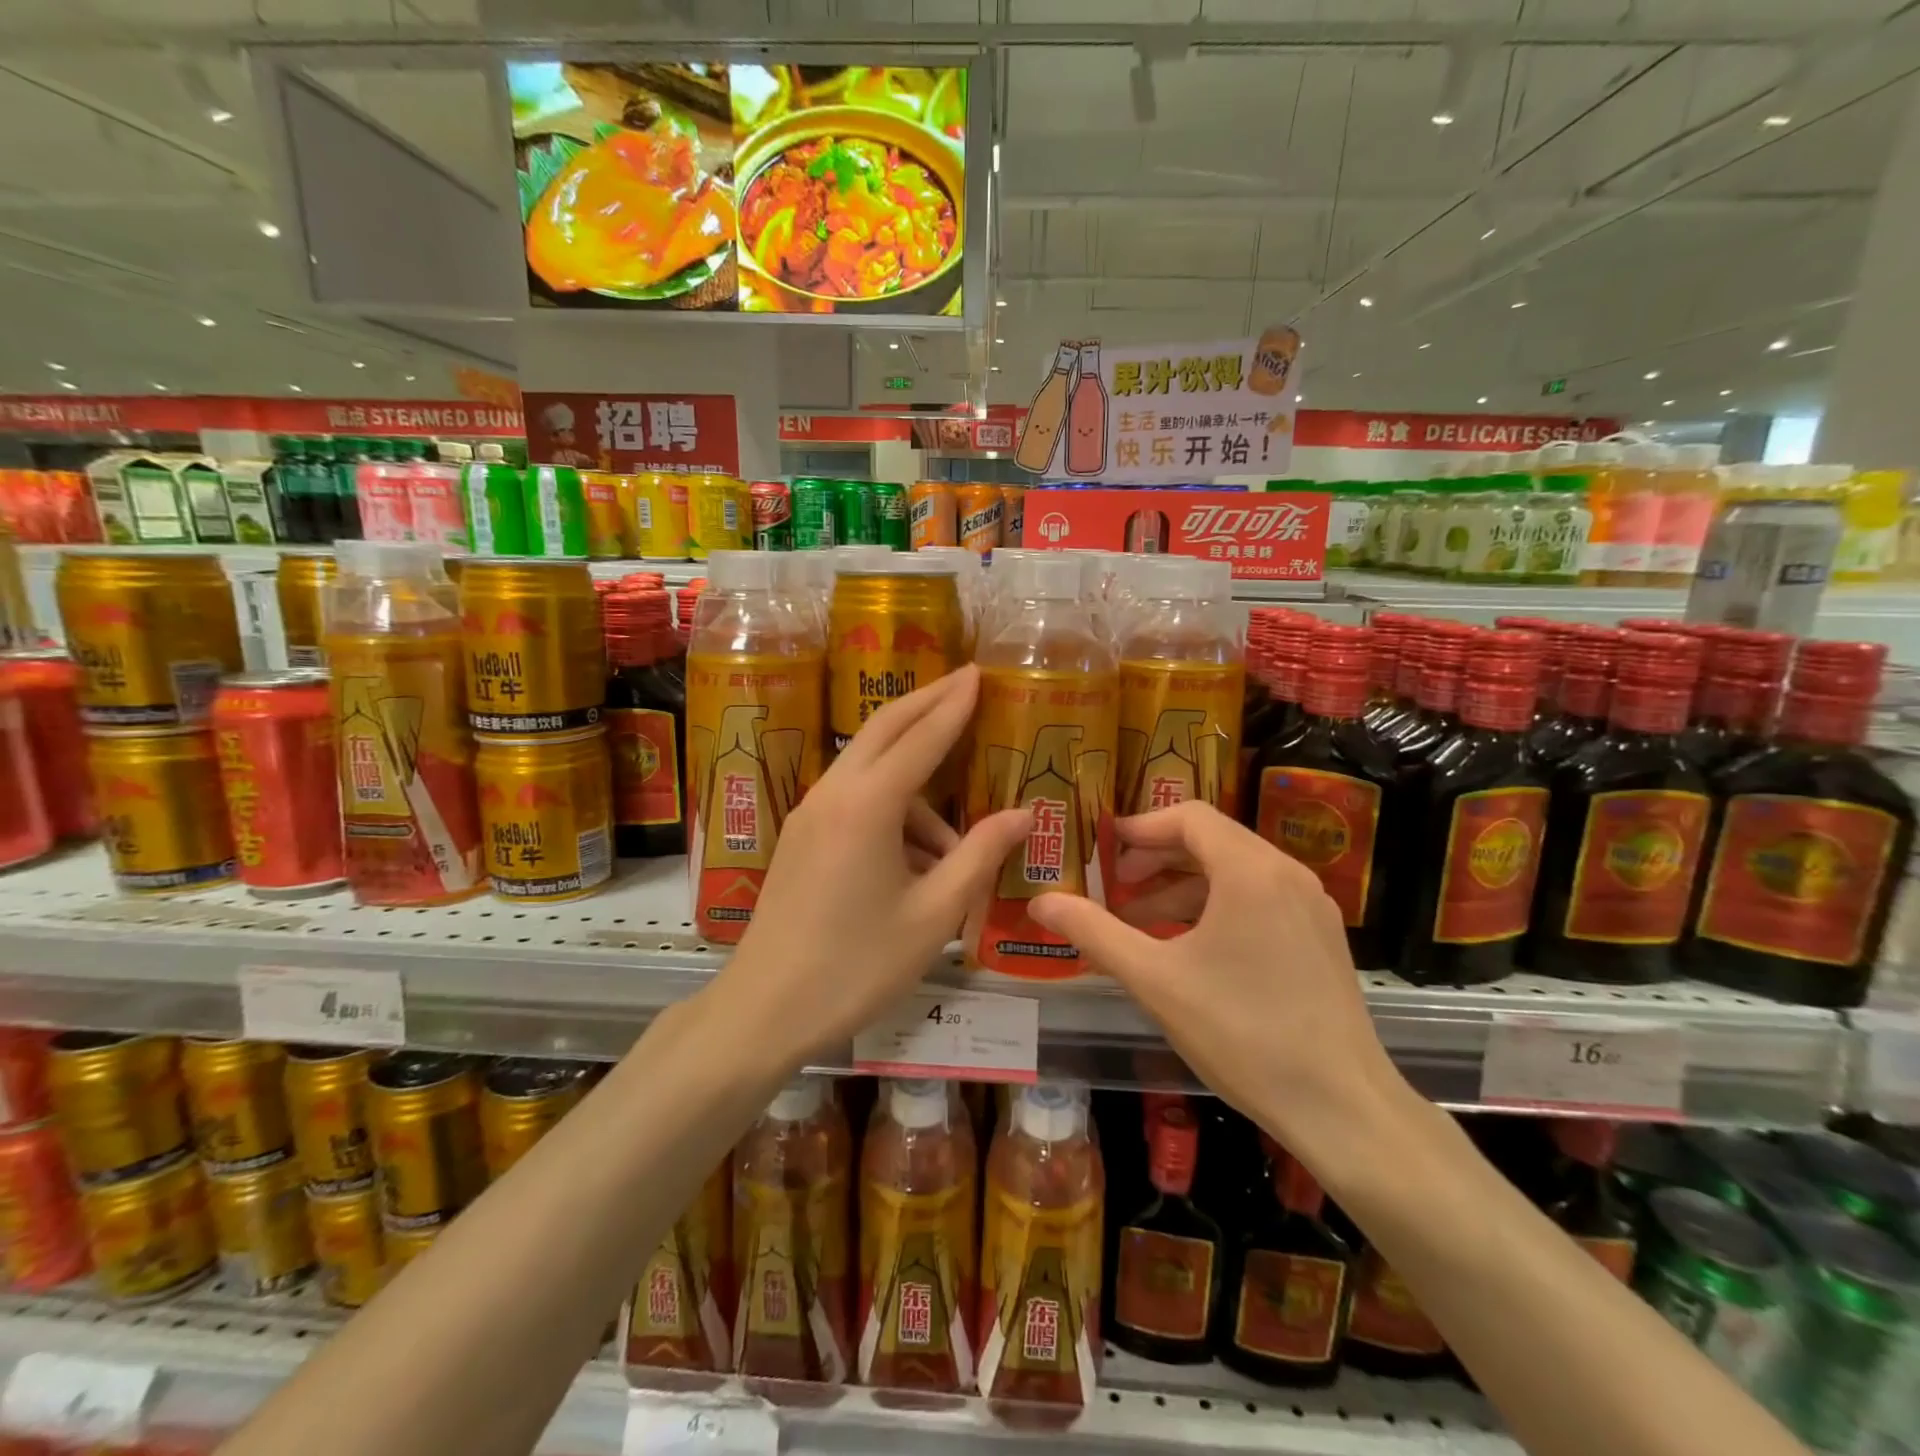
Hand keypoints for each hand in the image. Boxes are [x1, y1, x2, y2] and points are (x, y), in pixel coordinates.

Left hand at [708, 666, 1031, 1061]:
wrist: (765, 1009)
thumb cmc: (856, 965)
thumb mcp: (933, 915)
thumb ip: (979, 856)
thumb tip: (1022, 813)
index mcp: (868, 805)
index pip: (921, 737)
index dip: (954, 704)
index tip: (978, 673)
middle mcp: (834, 793)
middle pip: (884, 728)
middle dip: (926, 703)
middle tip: (964, 684)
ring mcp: (810, 813)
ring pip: (870, 769)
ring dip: (915, 784)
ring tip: (955, 846)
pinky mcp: (801, 836)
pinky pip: (854, 799)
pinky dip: (891, 810)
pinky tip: (915, 862)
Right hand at [1030, 801, 1409, 1152]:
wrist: (1342, 1107)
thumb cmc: (1242, 1033)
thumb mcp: (1155, 979)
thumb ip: (1094, 932)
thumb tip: (1040, 902)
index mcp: (1250, 870)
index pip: (1189, 817)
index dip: (1142, 826)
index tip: (1104, 847)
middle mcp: (1287, 874)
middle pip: (1212, 840)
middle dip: (1157, 858)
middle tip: (1114, 884)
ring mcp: (1311, 906)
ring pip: (1235, 872)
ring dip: (1183, 887)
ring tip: (1140, 922)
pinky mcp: (1320, 938)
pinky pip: (1258, 900)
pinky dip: (1215, 907)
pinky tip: (1187, 948)